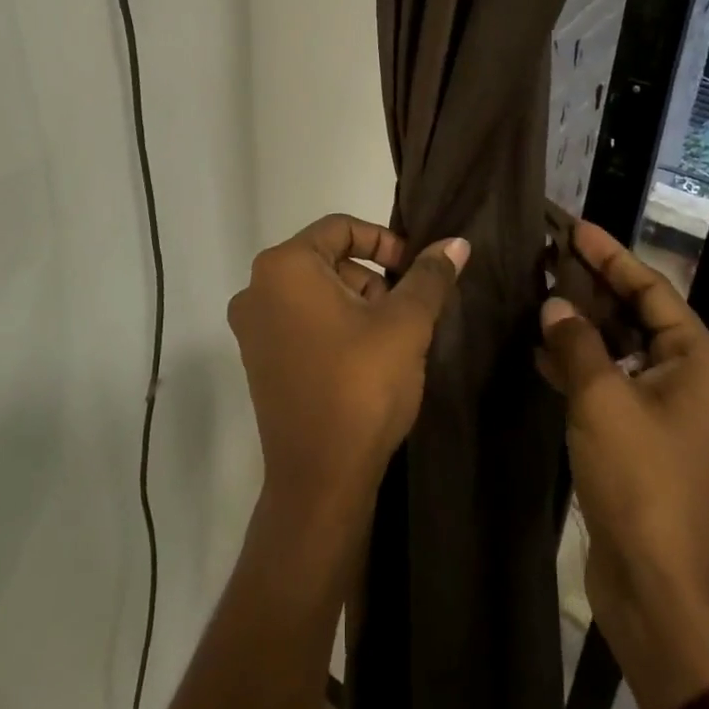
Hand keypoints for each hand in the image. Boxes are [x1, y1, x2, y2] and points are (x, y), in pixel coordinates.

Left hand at [228, 215, 467, 531]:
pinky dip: (334, 325)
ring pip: (315, 292)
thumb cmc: (361, 386)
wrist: (320, 480)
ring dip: (357, 303)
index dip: (385, 242)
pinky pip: (301, 321)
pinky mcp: (257, 360)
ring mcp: (252, 327)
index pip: (341, 228)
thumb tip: (456, 242)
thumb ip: (429, 276)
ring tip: (392, 339)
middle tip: (408, 310)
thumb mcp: (405, 324)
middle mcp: (257, 288)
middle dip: (373, 277)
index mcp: (284, 267)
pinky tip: (365, 358)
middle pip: (327, 259)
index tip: (416, 271)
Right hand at [539, 222, 708, 708]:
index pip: (651, 289)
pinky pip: (611, 383)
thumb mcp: (602, 400)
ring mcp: (667, 410)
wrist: (658, 587)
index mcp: (699, 361)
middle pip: (637, 315)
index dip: (610, 255)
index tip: (573, 226)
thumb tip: (554, 305)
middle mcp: (691, 379)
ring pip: (620, 349)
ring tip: (537, 292)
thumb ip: (576, 343)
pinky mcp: (642, 436)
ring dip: (581, 325)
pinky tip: (540, 350)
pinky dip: (579, 365)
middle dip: (593, 286)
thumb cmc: (641, 481)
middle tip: (548, 254)